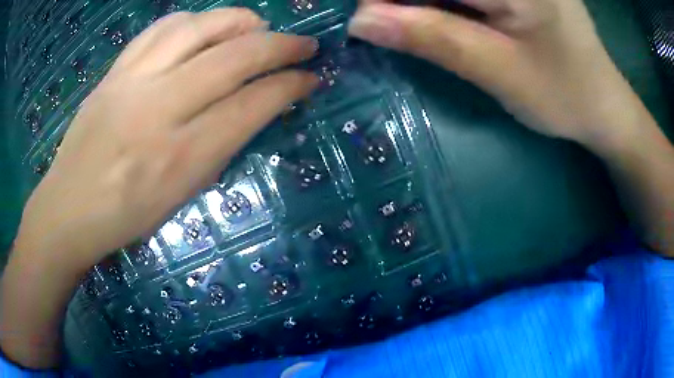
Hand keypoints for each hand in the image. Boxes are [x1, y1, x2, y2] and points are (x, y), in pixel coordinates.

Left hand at [14, 9, 317, 271]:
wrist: (68, 210)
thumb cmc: (126, 218)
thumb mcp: (181, 197)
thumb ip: (219, 147)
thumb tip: (254, 106)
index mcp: (180, 158)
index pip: (251, 105)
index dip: (289, 86)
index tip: (311, 78)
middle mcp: (157, 110)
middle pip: (232, 57)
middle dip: (280, 45)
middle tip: (304, 44)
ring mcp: (131, 83)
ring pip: (198, 28)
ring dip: (239, 20)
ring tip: (258, 26)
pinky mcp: (114, 72)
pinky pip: (161, 29)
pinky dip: (193, 20)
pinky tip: (205, 26)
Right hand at [348, 0, 642, 147]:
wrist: (602, 105)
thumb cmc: (563, 95)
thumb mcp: (498, 70)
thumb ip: (433, 37)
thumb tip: (359, 19)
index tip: (358, 17)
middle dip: (403, 3)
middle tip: (378, 22)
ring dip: (420, 5)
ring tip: (401, 21)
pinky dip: (442, 5)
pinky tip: (433, 16)